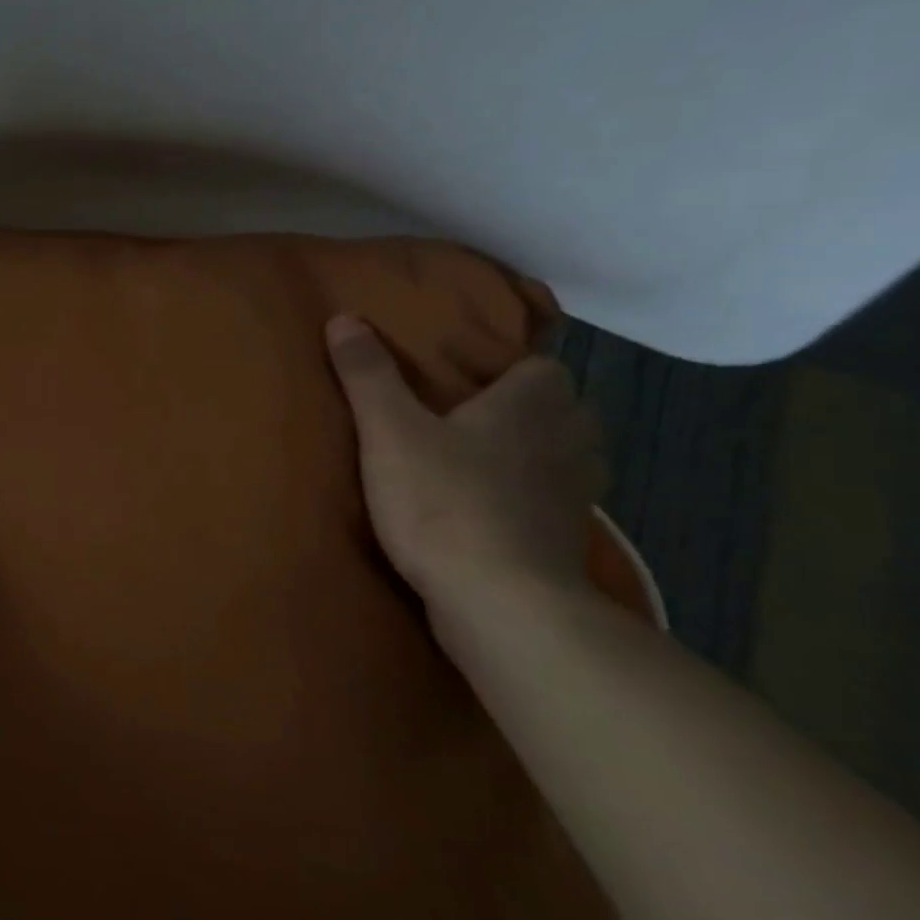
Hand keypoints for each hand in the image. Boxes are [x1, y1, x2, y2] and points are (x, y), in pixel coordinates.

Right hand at [325, 315, 605, 608]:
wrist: (499, 602)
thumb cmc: (444, 501)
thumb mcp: (389, 431)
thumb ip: (368, 375)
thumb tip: (344, 317)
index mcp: (532, 406)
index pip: (545, 367)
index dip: (513, 367)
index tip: (471, 376)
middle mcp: (567, 443)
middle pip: (566, 411)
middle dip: (531, 410)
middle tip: (475, 416)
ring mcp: (575, 497)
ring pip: (568, 459)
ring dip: (538, 455)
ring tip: (486, 461)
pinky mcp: (566, 543)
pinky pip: (555, 504)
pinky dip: (533, 501)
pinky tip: (491, 511)